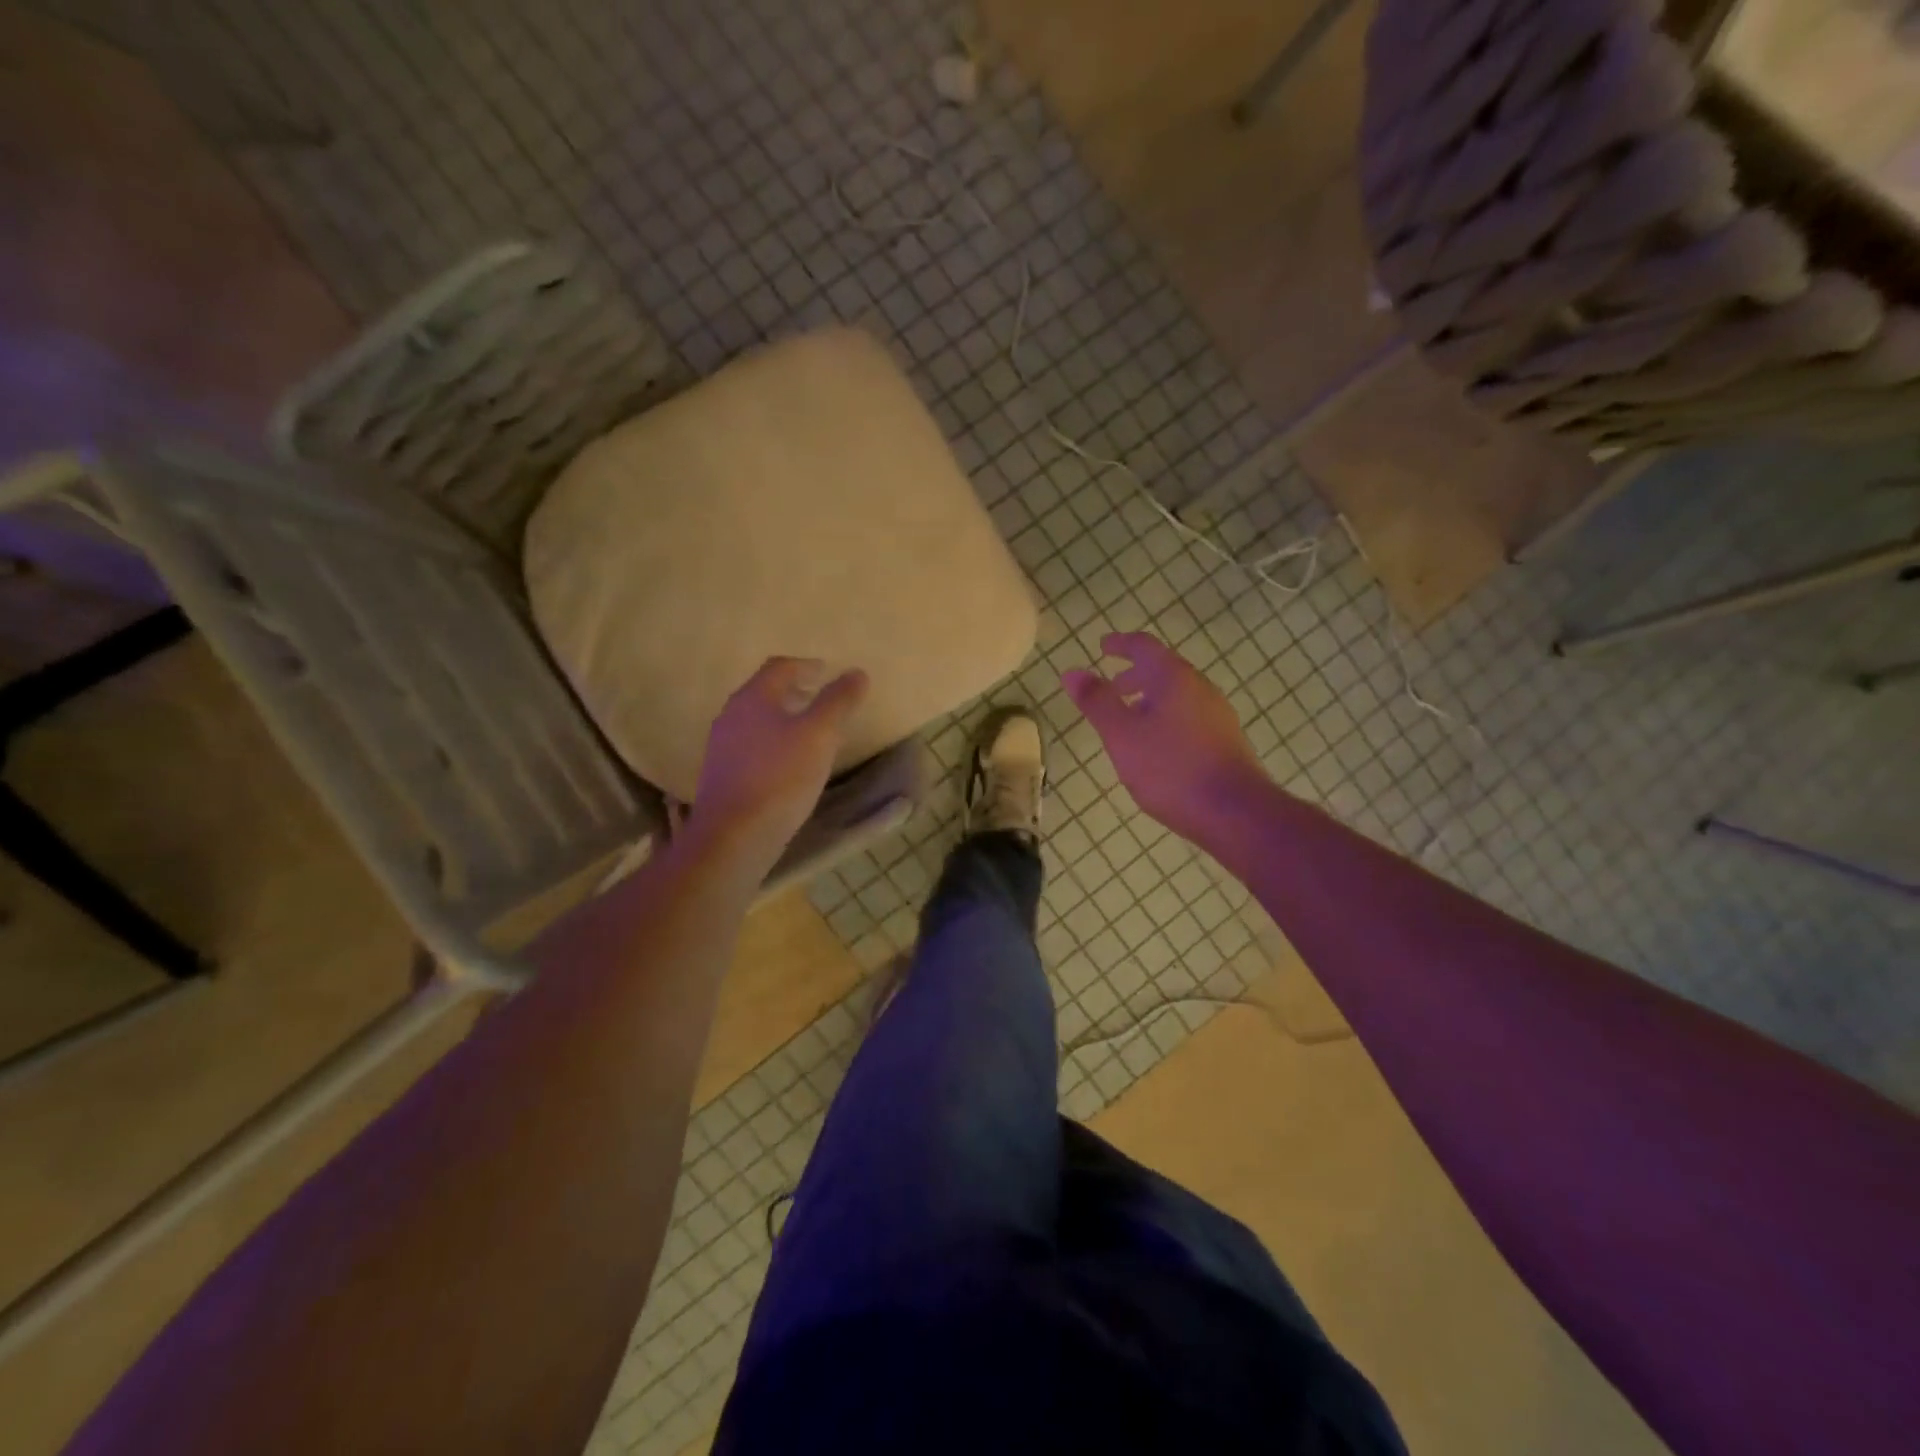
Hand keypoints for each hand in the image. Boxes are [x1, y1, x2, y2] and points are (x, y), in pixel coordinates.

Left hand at [684, 657, 868, 880]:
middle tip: (821, 698)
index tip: (828, 672)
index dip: (806, 665)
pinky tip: (790, 764)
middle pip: (765, 692)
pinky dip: (774, 743)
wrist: (734, 836)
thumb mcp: (820, 735)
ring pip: (757, 720)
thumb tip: (856, 673)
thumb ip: (838, 701)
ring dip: (784, 718)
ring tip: (810, 732)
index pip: (780, 667)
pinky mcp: (722, 775)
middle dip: (795, 691)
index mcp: (753, 698)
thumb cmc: (780, 777)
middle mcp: (731, 715)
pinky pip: (751, 746)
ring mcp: (722, 747)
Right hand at [1062, 633, 1268, 846]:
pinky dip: (1166, 717)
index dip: (1120, 644)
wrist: (1235, 813)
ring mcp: (1217, 715)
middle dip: (1134, 675)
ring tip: (1129, 719)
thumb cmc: (1171, 769)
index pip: (1144, 647)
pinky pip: (1189, 715)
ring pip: (1178, 695)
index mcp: (1174, 678)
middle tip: (1111, 687)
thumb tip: (1072, 671)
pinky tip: (1157, 746)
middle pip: (1164, 670)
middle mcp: (1200, 688)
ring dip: (1150, 698)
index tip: (1103, 647)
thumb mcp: (1122, 735)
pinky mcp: (1225, 740)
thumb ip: (1097, 702)